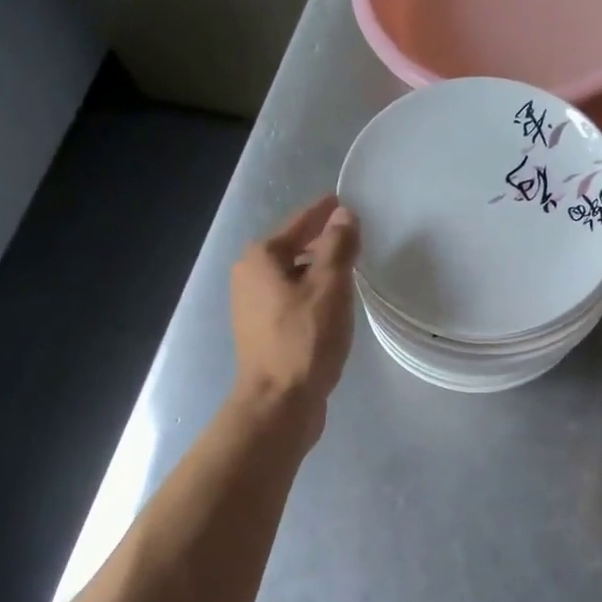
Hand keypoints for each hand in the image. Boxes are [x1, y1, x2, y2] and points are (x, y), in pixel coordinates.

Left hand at [231, 194, 358, 424]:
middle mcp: (249, 277)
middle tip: (351, 234)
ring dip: (317, 269)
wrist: (279, 402)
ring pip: (291, 276)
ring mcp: (252, 308)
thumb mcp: (329, 286)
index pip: (298, 223)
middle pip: (291, 248)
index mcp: (261, 259)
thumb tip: (343, 215)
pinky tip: (332, 303)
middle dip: (319, 240)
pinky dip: (311, 293)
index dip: (322, 212)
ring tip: (348, 267)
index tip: (341, 200)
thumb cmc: (305, 339)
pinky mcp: (262, 332)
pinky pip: (291, 299)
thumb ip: (338, 246)